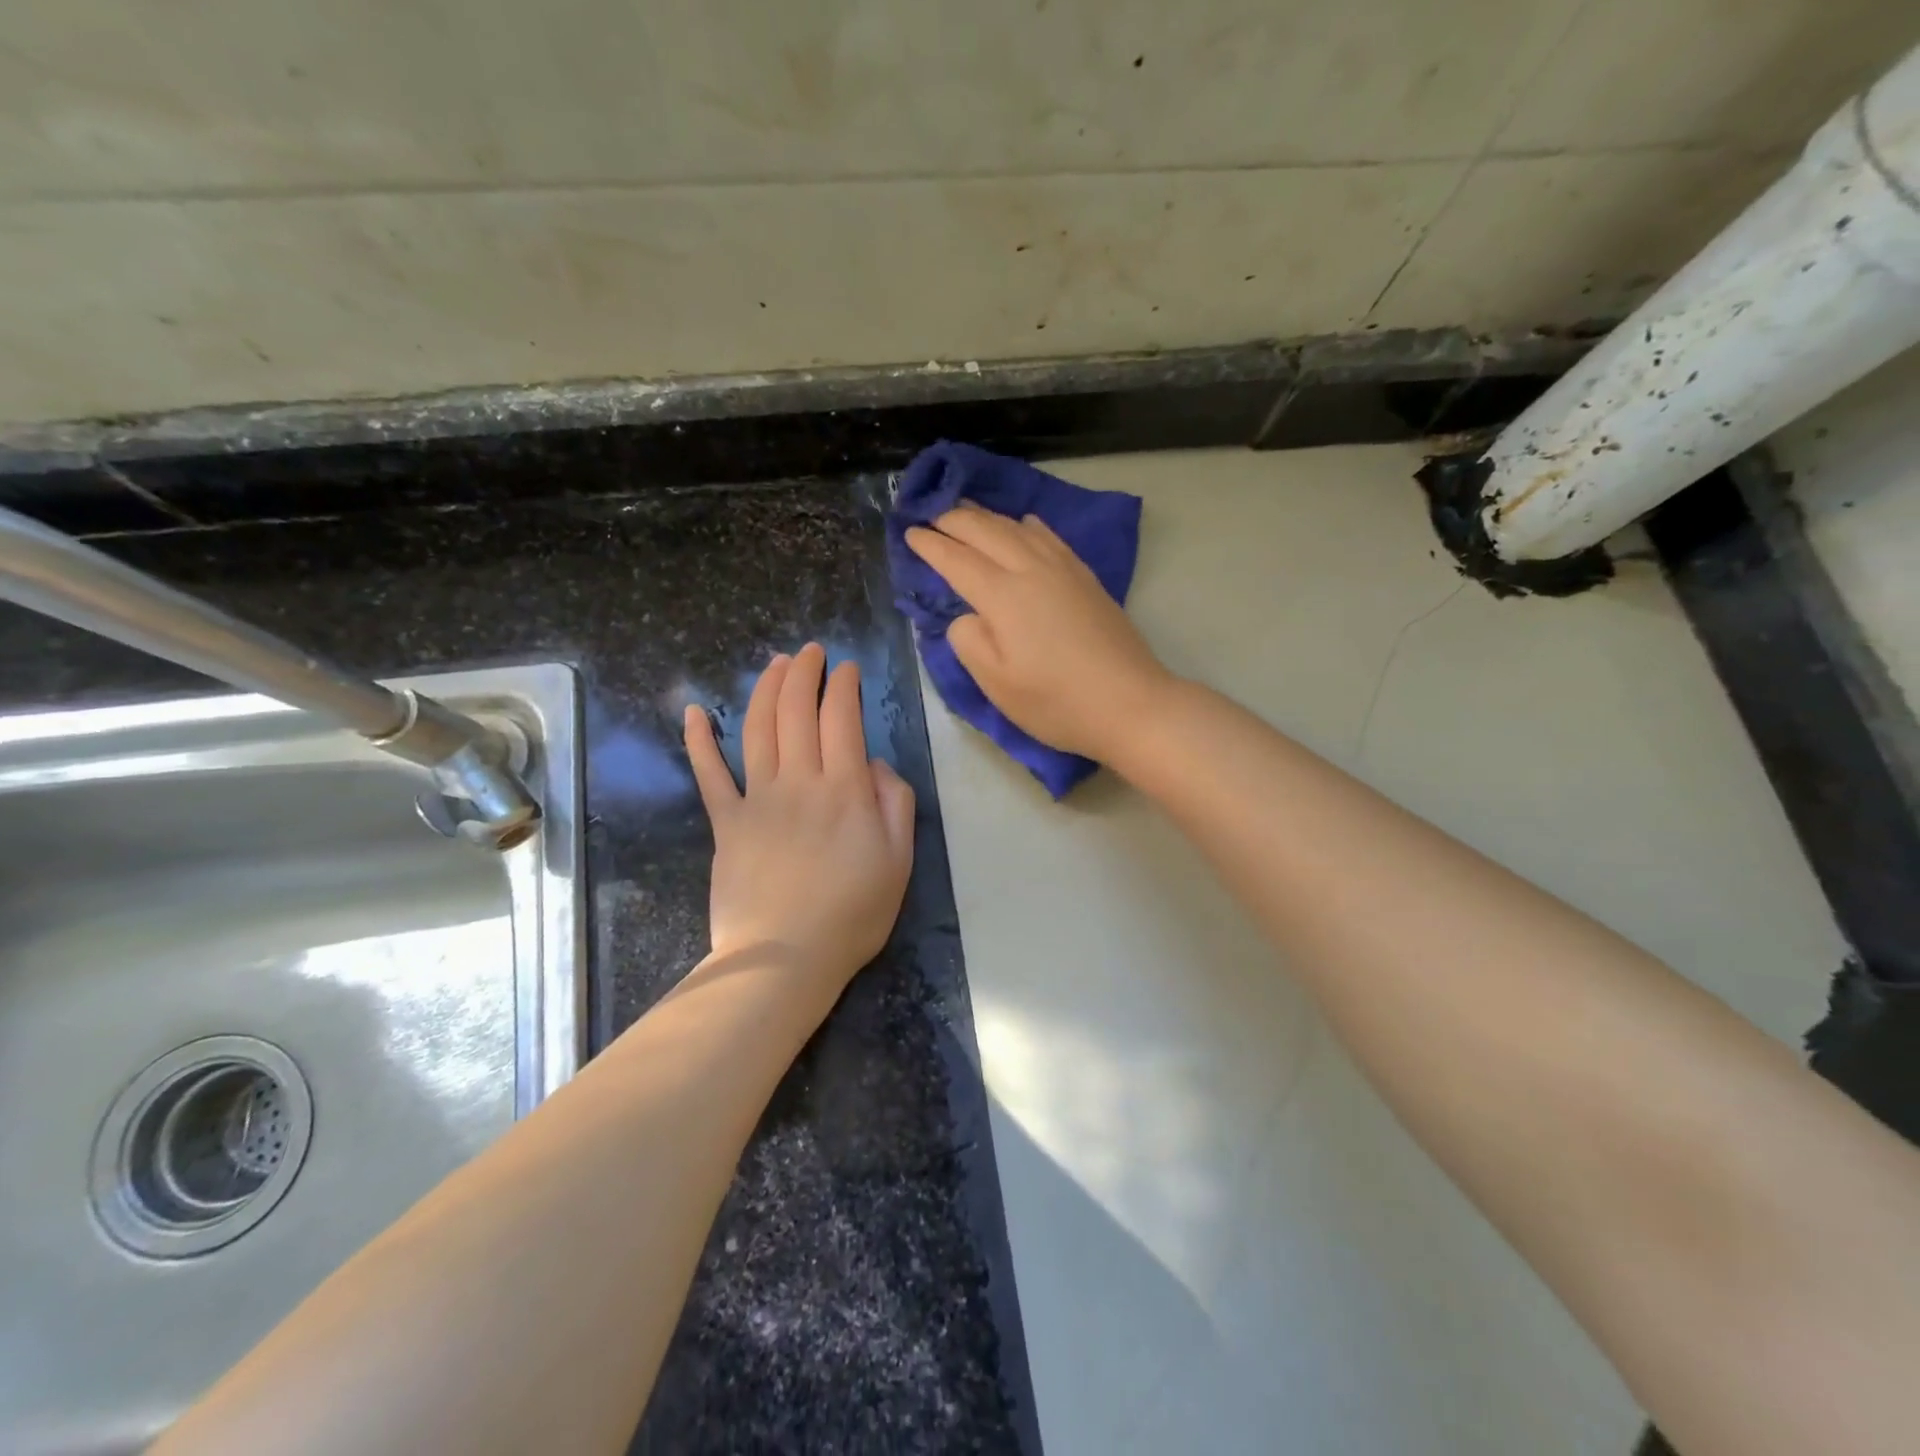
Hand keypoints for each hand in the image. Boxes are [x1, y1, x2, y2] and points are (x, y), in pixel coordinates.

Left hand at [683, 644, 915, 988]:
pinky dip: (699, 740)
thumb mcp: (899, 860)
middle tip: (810, 652)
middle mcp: (798, 781)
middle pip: (796, 711)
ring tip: (774, 664)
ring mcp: (756, 799)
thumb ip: (893, 802)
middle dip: (803, 673)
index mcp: (843, 789)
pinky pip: (710, 774)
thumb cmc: (852, 914)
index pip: (842, 718)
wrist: (784, 958)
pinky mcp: (726, 823)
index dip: (843, 685)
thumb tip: (871, 763)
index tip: (847, 668)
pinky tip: (693, 712)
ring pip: (757, 729)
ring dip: (764, 689)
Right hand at [904, 505, 1172, 762]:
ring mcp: (1064, 569)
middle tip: (930, 515)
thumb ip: (969, 642)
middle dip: (953, 519)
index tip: (909, 533)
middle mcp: (1031, 570)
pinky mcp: (1086, 577)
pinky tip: (1024, 524)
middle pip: (986, 531)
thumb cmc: (1057, 702)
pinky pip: (1049, 536)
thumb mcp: (997, 684)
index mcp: (1003, 596)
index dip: (930, 545)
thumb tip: (967, 615)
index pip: (957, 559)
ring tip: (967, 512)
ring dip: (987, 516)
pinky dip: (1026, 524)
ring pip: (1017, 527)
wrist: (1131, 704)